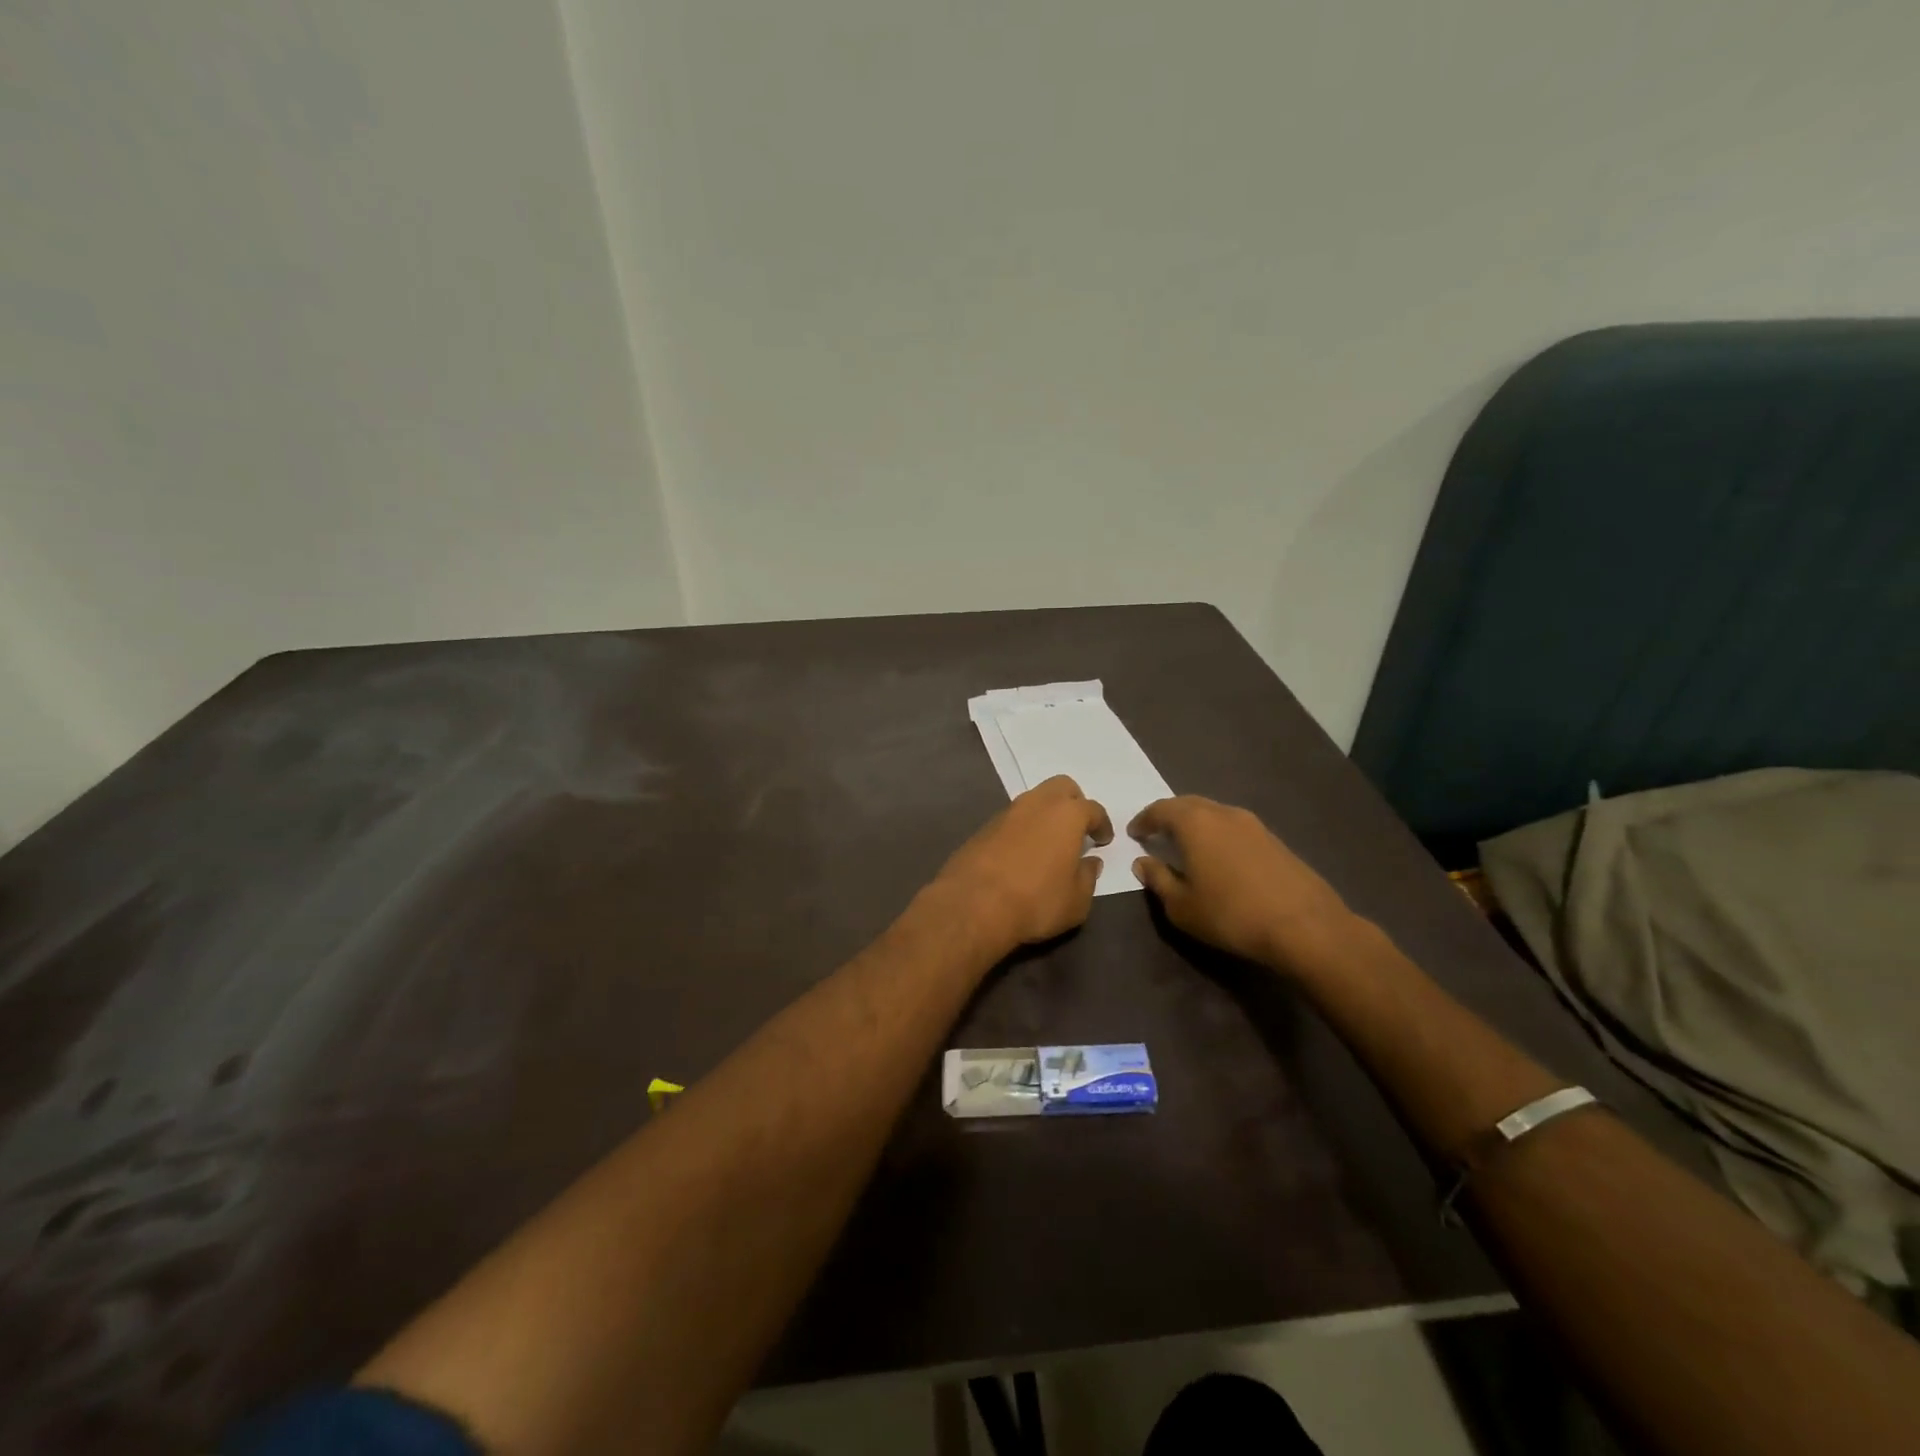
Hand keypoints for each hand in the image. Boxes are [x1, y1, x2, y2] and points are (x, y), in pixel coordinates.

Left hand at [935, 776, 1113, 952]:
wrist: (973, 905)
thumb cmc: (1036, 901)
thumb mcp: (1077, 900)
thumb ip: (1088, 877)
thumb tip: (1090, 862)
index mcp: (1066, 815)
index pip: (1093, 809)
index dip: (1102, 824)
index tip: (1103, 840)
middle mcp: (1037, 804)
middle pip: (1062, 787)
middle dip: (1074, 803)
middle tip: (1077, 829)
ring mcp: (1007, 813)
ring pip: (1034, 800)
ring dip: (1045, 814)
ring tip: (1049, 842)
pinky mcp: (984, 827)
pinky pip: (1012, 819)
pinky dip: (1023, 828)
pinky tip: (1022, 853)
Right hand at [1130, 796, 1353, 971]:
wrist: (1304, 925)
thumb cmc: (1230, 914)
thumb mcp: (1181, 906)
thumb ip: (1158, 879)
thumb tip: (1142, 863)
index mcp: (1194, 823)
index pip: (1160, 810)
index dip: (1144, 820)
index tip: (1134, 833)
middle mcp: (1223, 813)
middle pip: (1188, 805)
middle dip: (1169, 816)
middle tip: (1157, 833)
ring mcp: (1253, 824)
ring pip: (1214, 813)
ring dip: (1196, 824)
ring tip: (1186, 845)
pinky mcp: (1274, 839)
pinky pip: (1234, 827)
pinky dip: (1218, 834)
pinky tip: (1219, 857)